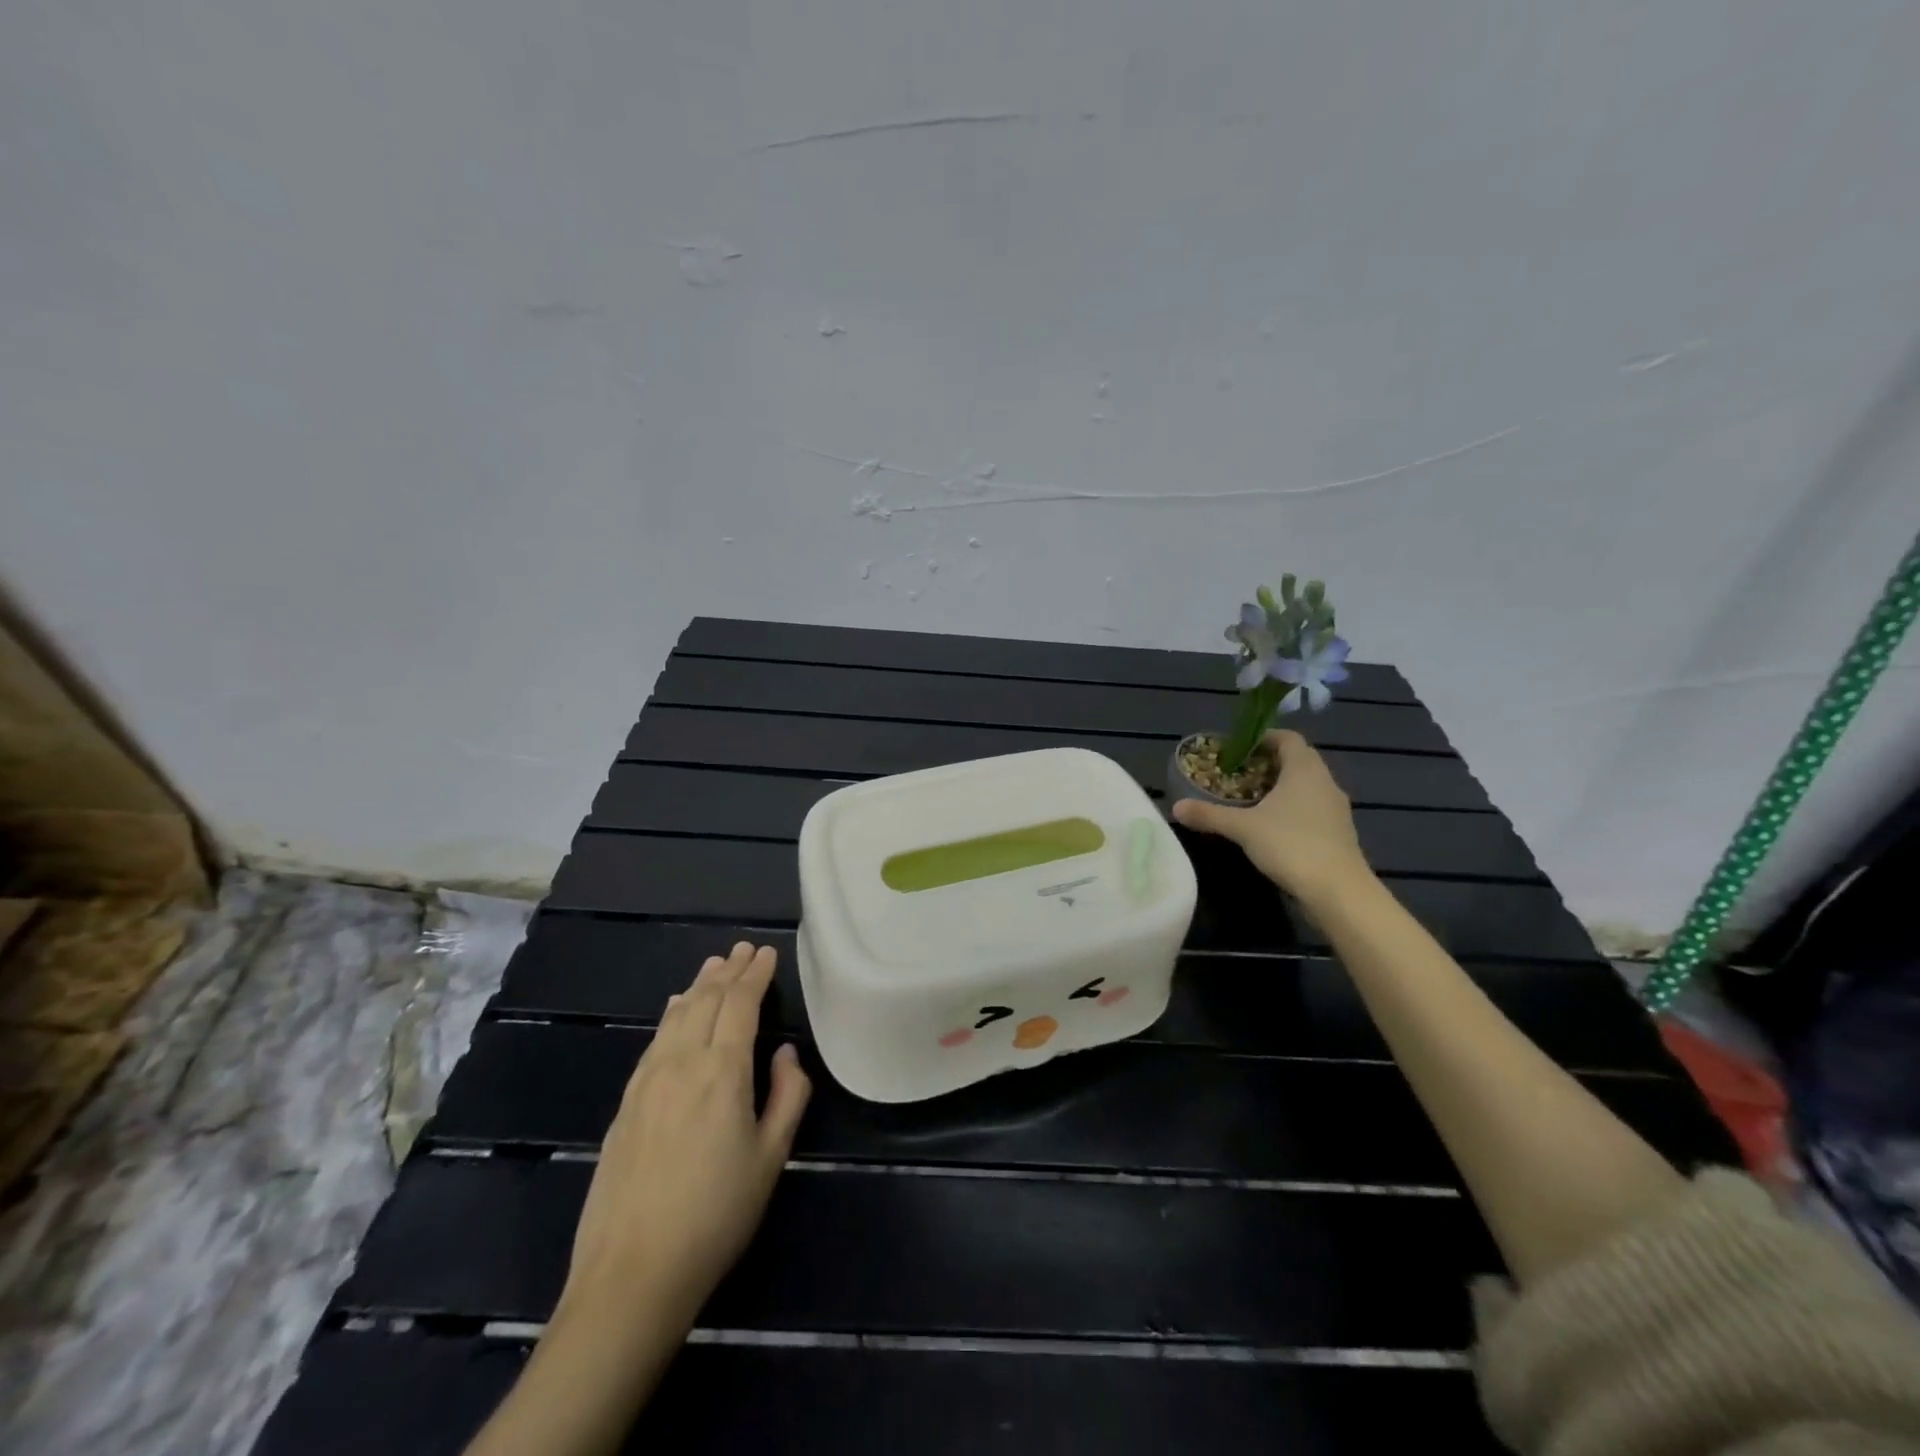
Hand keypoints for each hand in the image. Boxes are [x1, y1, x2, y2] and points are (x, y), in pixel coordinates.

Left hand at [557, 943, 811, 1335]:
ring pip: (677, 1015)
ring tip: (715, 965)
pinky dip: (672, 1014)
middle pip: (706, 1001)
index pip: (740, 1004)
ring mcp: (647, 1081)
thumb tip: (784, 1053)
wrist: (631, 1275)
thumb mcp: (771, 1158)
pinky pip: (655, 1039)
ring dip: (699, 986)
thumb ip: (787, 1095)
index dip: (755, 975)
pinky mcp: (625, 1103)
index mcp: (722, 1072)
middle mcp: (681, 1063)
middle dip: (728, 971)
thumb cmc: (716, 1216)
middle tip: (744, 948)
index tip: (767, 952)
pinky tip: (676, 1008)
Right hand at [1171, 729, 1373, 908]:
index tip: (1239, 749)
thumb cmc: (1290, 845)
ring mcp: (1336, 809)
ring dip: (1280, 788)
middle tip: (1238, 775)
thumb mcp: (1242, 828)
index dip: (1264, 738)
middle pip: (1297, 761)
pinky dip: (1292, 809)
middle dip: (1268, 764)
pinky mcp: (1339, 832)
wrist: (1338, 891)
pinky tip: (1271, 827)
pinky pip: (1312, 808)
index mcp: (1305, 770)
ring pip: (1306, 786)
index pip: (1288, 738)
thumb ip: (1209, 815)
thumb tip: (1175, 807)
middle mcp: (1325, 782)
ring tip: (1250, 801)